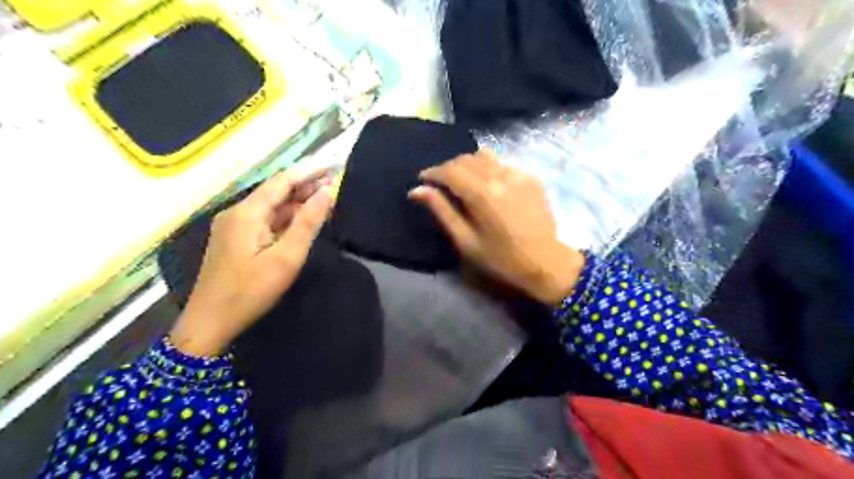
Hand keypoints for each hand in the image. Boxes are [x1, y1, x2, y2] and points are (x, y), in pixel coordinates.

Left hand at [170, 168, 335, 355]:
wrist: (210, 322)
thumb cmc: (251, 291)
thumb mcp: (286, 257)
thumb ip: (308, 223)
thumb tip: (328, 192)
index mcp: (247, 212)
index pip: (282, 181)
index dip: (309, 171)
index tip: (334, 164)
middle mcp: (238, 212)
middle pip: (276, 192)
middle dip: (306, 186)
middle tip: (335, 184)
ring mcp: (234, 226)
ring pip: (271, 207)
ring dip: (298, 203)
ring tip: (326, 200)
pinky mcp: (236, 239)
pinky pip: (266, 220)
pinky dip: (287, 217)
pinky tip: (303, 221)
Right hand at [408, 151, 584, 304]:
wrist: (546, 263)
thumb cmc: (501, 259)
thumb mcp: (466, 241)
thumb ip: (442, 211)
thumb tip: (417, 190)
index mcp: (483, 194)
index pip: (451, 171)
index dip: (433, 172)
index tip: (423, 179)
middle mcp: (501, 176)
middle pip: (466, 159)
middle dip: (448, 167)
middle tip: (439, 183)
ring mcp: (519, 174)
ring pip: (484, 157)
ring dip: (467, 165)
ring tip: (461, 181)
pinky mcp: (530, 177)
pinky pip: (501, 164)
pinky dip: (487, 169)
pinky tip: (486, 186)